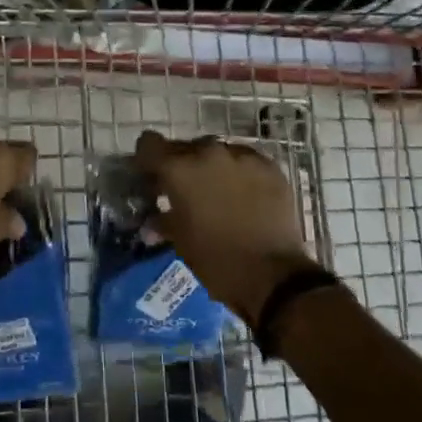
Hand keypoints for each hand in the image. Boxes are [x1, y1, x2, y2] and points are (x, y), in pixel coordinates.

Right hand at [134, 130, 316, 319]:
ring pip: (216, 153)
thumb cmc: (216, 261)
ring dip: (211, 168)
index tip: (150, 177)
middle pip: (184, 147)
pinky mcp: (269, 166)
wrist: (274, 277)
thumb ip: (161, 219)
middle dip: (180, 166)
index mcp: (179, 169)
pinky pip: (244, 161)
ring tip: (217, 195)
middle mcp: (208, 153)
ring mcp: (242, 156)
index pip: (149, 144)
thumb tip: (151, 220)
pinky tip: (244, 197)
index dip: (146, 159)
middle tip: (185, 192)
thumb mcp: (179, 241)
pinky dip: (238, 174)